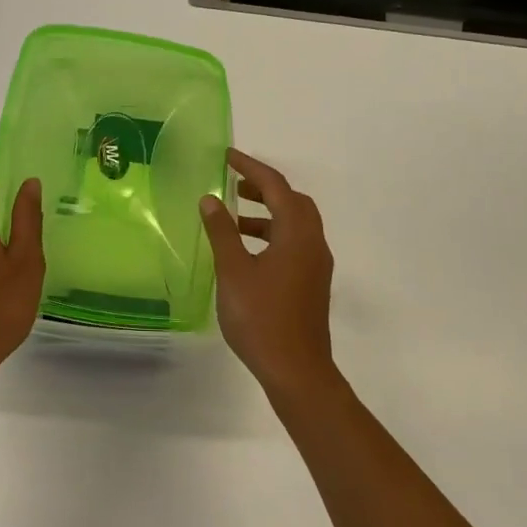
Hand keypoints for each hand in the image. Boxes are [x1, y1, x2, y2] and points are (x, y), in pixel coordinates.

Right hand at [200, 149, 338, 397]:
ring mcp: (316, 265)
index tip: (228, 156)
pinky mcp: (312, 284)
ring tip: (232, 220)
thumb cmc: (261, 317)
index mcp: (297, 234)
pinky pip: (294, 244)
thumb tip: (210, 199)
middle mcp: (313, 243)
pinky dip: (272, 235)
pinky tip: (247, 253)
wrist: (296, 370)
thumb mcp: (233, 271)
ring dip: (266, 214)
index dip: (251, 168)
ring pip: (295, 225)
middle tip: (234, 185)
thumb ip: (222, 231)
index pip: (276, 187)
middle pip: (293, 202)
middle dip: (264, 188)